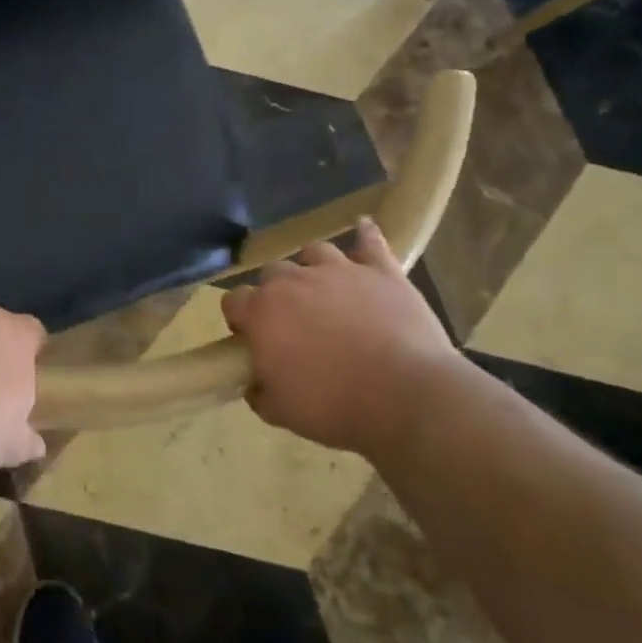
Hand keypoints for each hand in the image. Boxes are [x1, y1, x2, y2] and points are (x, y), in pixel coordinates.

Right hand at [221, 220, 461, 454]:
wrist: (407, 398)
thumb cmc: (335, 407)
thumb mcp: (281, 412)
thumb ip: (259, 390)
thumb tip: (255, 381)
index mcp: (262, 312)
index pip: (234, 301)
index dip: (241, 320)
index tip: (253, 340)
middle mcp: (293, 281)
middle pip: (272, 273)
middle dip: (276, 293)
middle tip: (294, 322)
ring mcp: (339, 270)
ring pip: (314, 252)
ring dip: (313, 268)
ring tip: (325, 289)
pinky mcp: (381, 271)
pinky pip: (371, 242)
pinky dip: (365, 236)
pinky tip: (364, 229)